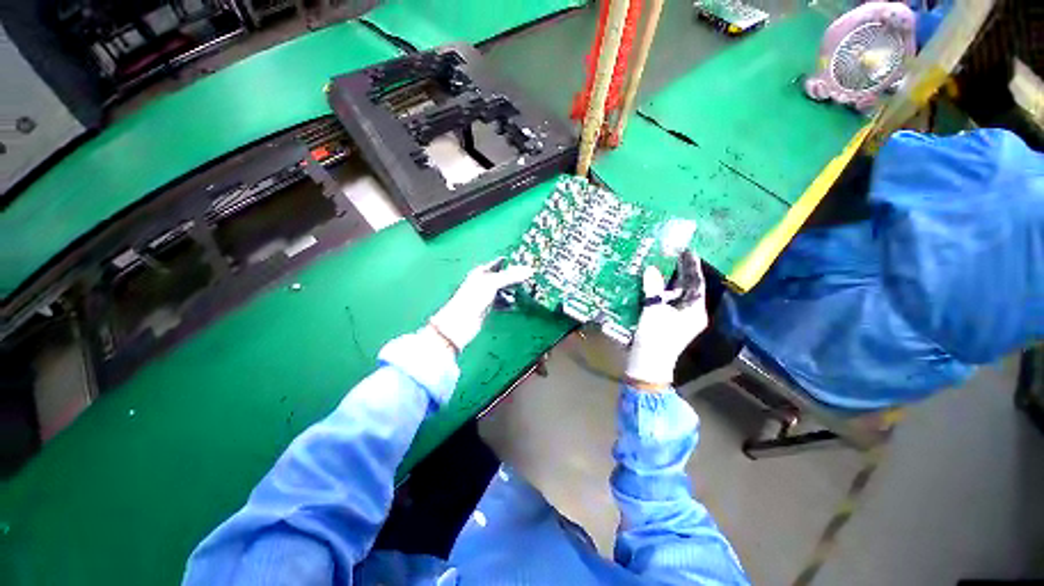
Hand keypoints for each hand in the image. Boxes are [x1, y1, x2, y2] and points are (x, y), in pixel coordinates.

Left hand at [429, 259, 533, 352]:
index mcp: (481, 272)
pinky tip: (513, 307)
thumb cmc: (474, 298)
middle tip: (526, 281)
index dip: (510, 264)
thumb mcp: (493, 283)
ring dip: (511, 292)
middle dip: (513, 279)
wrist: (460, 322)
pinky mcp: (486, 308)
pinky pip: (500, 303)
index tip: (524, 266)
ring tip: (520, 295)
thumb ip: (511, 276)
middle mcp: (483, 282)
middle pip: (502, 278)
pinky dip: (507, 304)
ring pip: (502, 290)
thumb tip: (530, 271)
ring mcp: (484, 295)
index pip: (498, 264)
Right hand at [625, 251, 707, 388]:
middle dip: (679, 273)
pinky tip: (649, 286)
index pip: (696, 283)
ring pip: (675, 296)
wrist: (647, 364)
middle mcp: (691, 314)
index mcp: (695, 310)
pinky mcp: (668, 324)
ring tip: (657, 267)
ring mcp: (680, 320)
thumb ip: (653, 288)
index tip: (686, 250)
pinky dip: (659, 293)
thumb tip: (651, 269)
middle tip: (669, 255)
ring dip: (666, 283)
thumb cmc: (655, 337)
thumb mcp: (653, 311)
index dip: (691, 266)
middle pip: (687, 289)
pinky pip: (666, 303)